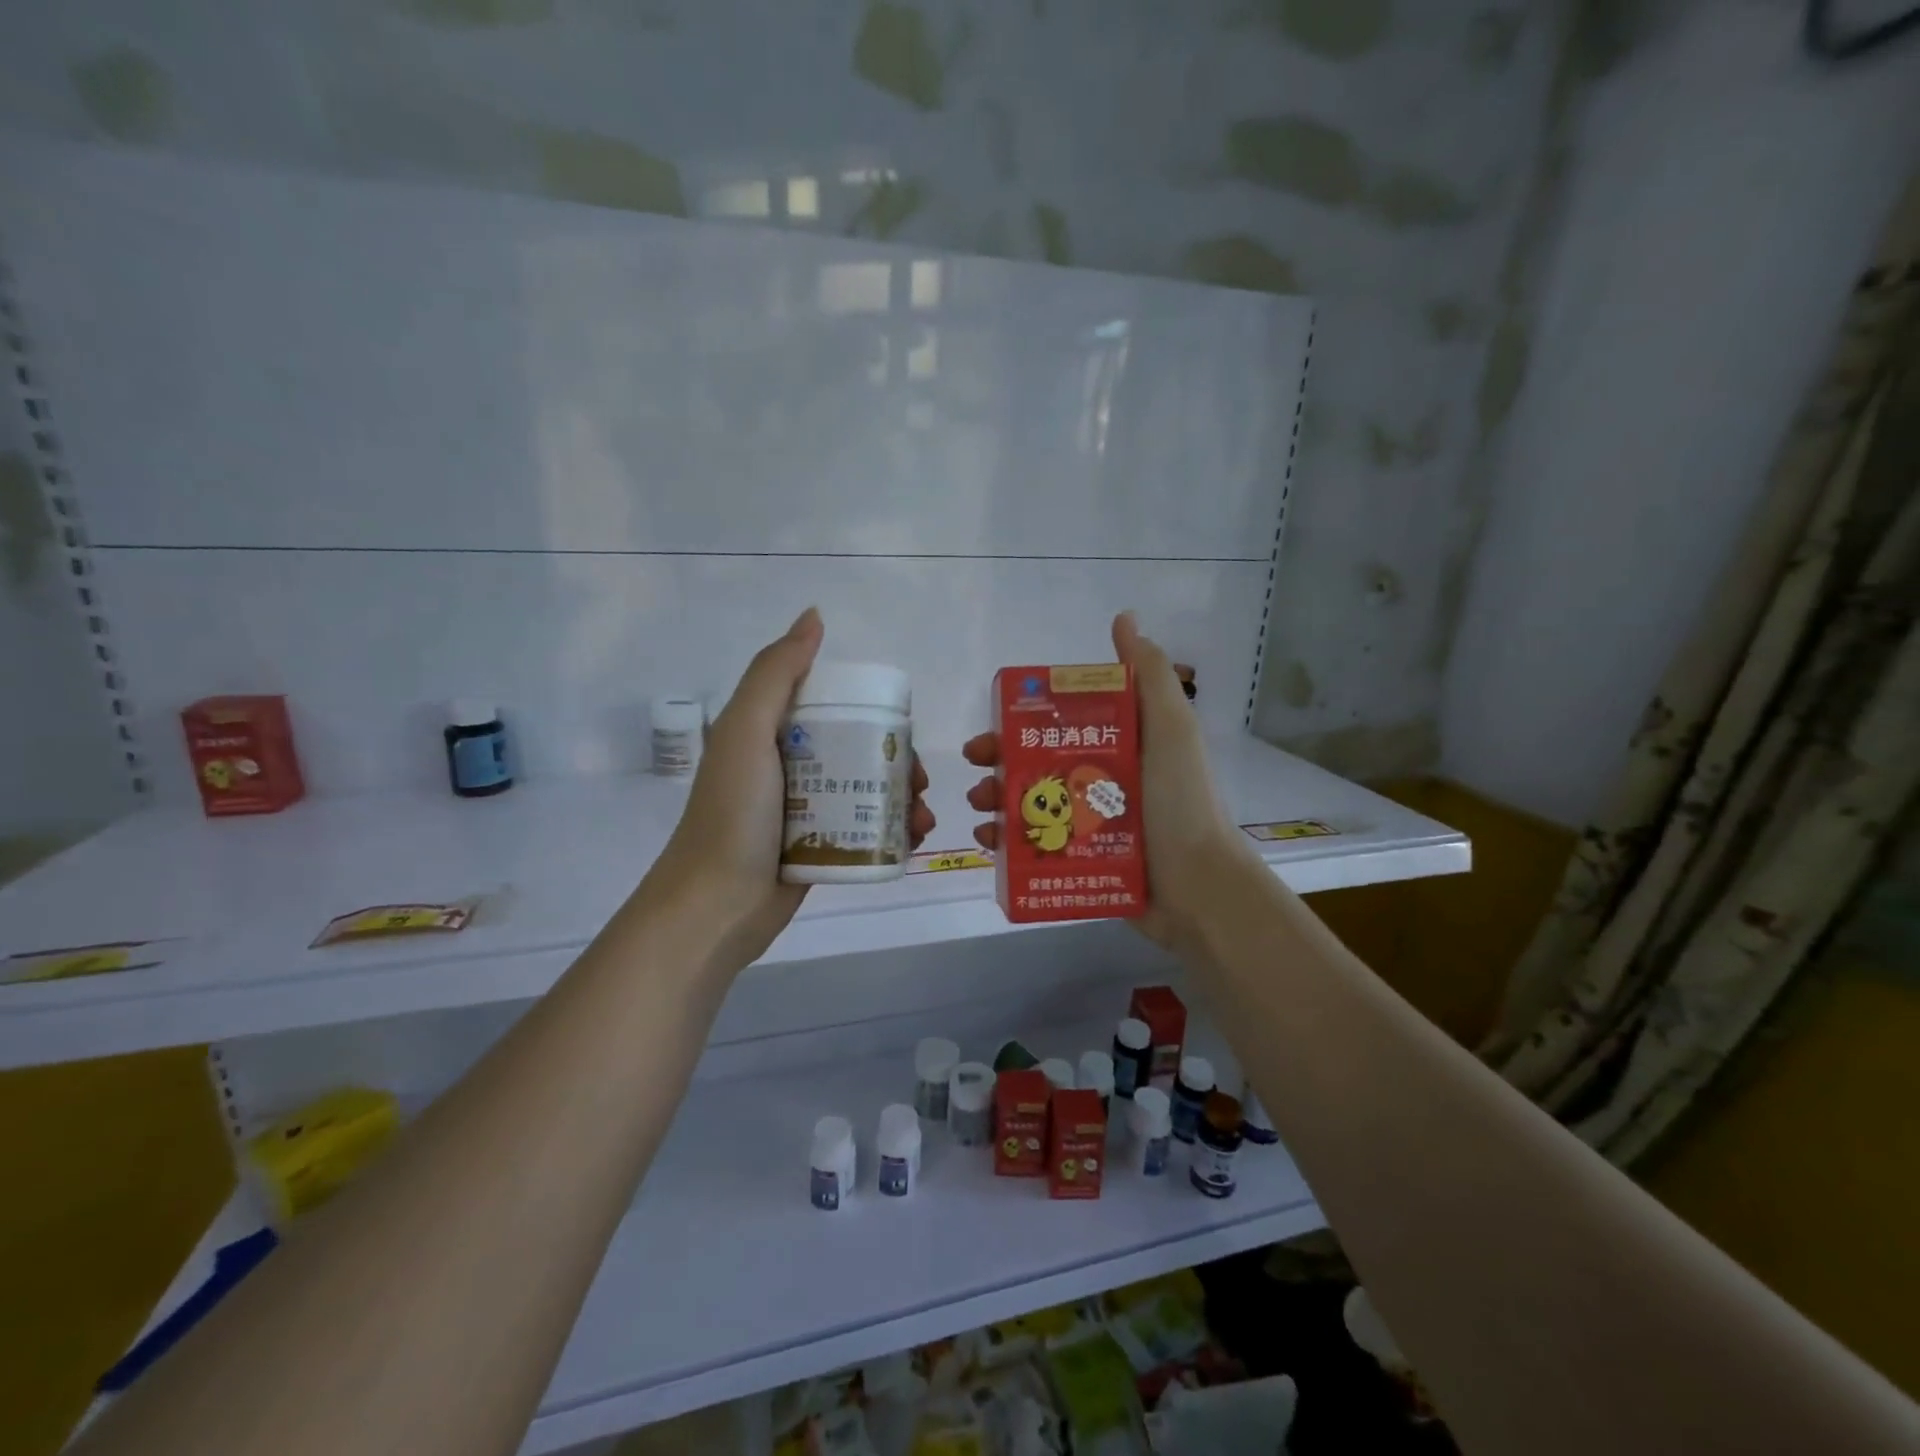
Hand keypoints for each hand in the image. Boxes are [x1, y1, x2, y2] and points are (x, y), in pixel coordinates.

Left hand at [649, 608, 934, 975]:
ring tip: (922, 817)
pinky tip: (914, 839)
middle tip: (921, 781)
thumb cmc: (733, 812)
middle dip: (899, 762)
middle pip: (860, 751)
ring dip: (904, 798)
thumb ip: (777, 672)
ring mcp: (806, 810)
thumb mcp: (747, 730)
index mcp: (772, 733)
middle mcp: (791, 767)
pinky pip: (864, 829)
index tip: (903, 728)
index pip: (835, 708)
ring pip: (867, 791)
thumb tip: (814, 616)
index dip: (874, 712)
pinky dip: (893, 831)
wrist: (715, 905)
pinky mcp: (818, 848)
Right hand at [963, 611, 1244, 953]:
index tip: (998, 720)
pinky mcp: (1080, 862)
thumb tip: (1124, 618)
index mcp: (1120, 746)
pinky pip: (1034, 847)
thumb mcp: (1171, 728)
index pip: (1061, 722)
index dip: (1026, 718)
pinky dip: (1006, 843)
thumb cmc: (1180, 801)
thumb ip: (1149, 674)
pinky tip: (988, 842)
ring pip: (1030, 804)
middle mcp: (1101, 781)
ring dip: (997, 799)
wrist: (1199, 887)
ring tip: (980, 805)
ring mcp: (1089, 824)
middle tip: (977, 763)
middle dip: (1001, 759)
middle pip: (1038, 762)